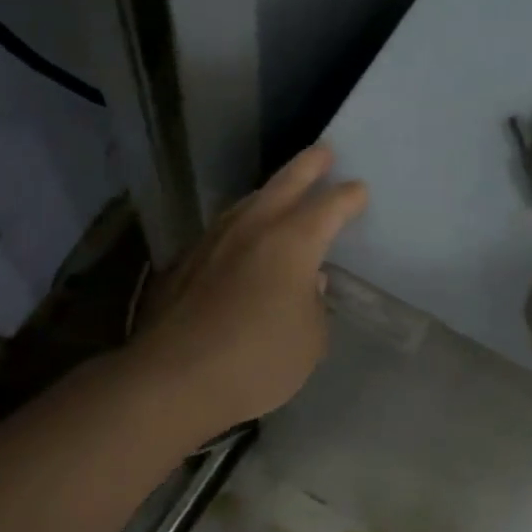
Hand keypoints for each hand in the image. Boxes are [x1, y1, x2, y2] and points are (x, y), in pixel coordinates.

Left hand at [132, 145, 366, 434]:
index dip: (348, 197)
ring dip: (271, 191)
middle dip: (309, 165)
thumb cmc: (257, 361)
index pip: (329, 206)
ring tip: (282, 190)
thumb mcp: (310, 340)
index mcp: (293, 242)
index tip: (359, 191)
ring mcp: (214, 240)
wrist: (172, 380)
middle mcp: (253, 228)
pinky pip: (224, 228)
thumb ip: (315, 304)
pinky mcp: (185, 261)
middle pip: (285, 183)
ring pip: (248, 201)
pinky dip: (243, 223)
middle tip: (324, 151)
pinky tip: (242, 238)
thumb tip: (308, 283)